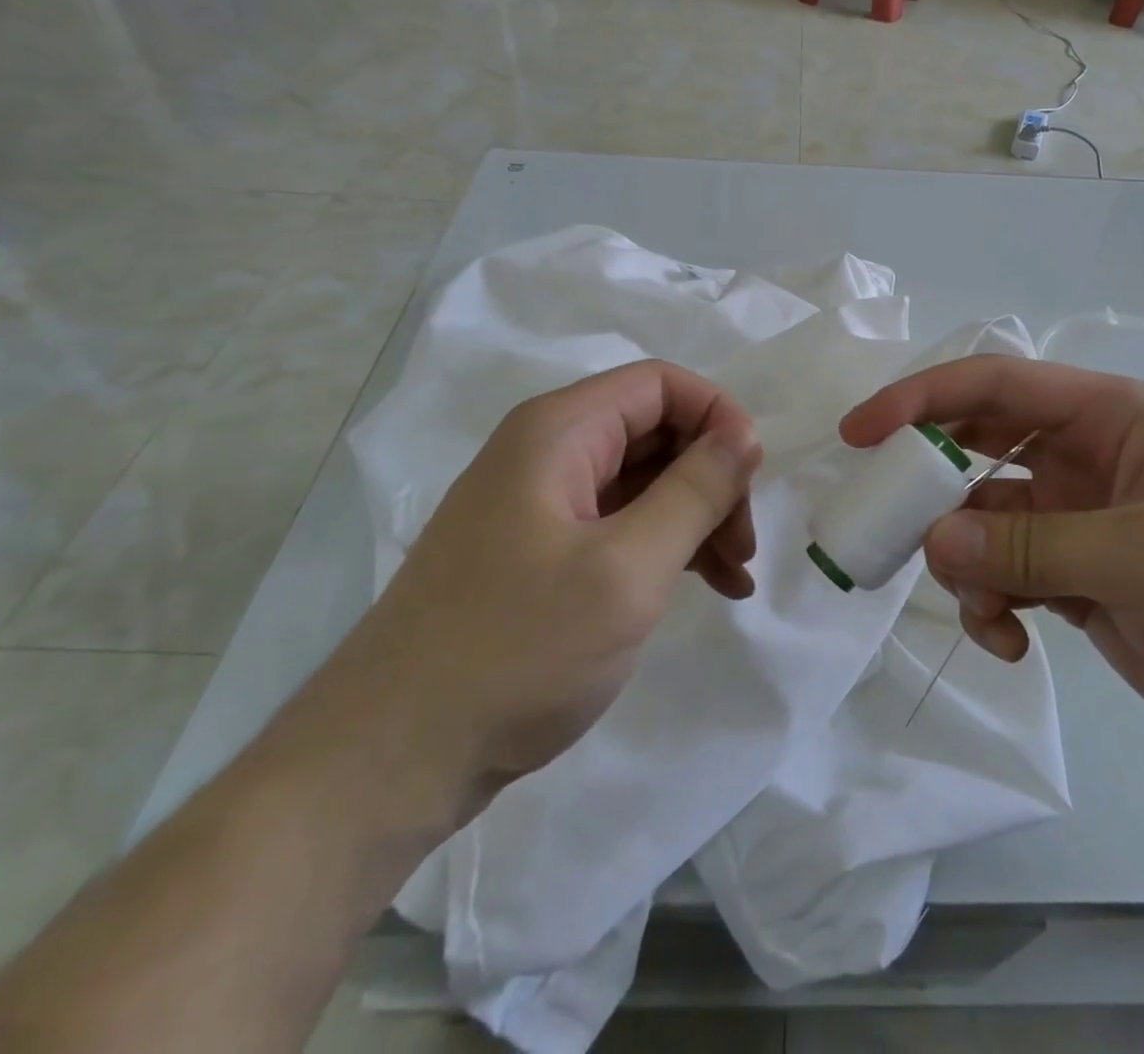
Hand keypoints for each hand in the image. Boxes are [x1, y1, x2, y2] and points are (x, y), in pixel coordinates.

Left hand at [349, 360, 761, 814]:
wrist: (390, 759)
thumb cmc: (517, 651)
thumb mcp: (627, 569)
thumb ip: (694, 492)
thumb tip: (744, 434)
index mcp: (558, 432)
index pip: (660, 384)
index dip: (717, 416)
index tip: (752, 477)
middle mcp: (545, 452)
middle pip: (654, 431)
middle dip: (711, 476)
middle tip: (744, 543)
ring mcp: (539, 505)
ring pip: (642, 481)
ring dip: (696, 517)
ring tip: (736, 575)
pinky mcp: (539, 552)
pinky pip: (619, 524)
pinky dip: (666, 546)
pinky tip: (704, 586)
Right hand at [841, 358, 1143, 782]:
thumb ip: (1029, 545)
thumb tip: (933, 540)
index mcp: (1109, 416)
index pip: (995, 385)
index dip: (921, 399)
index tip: (860, 433)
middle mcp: (1083, 456)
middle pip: (974, 447)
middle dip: (928, 483)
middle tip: (883, 521)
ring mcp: (1073, 519)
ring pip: (978, 519)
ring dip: (962, 560)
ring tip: (982, 609)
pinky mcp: (1070, 576)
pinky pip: (999, 574)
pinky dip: (989, 605)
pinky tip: (1010, 643)